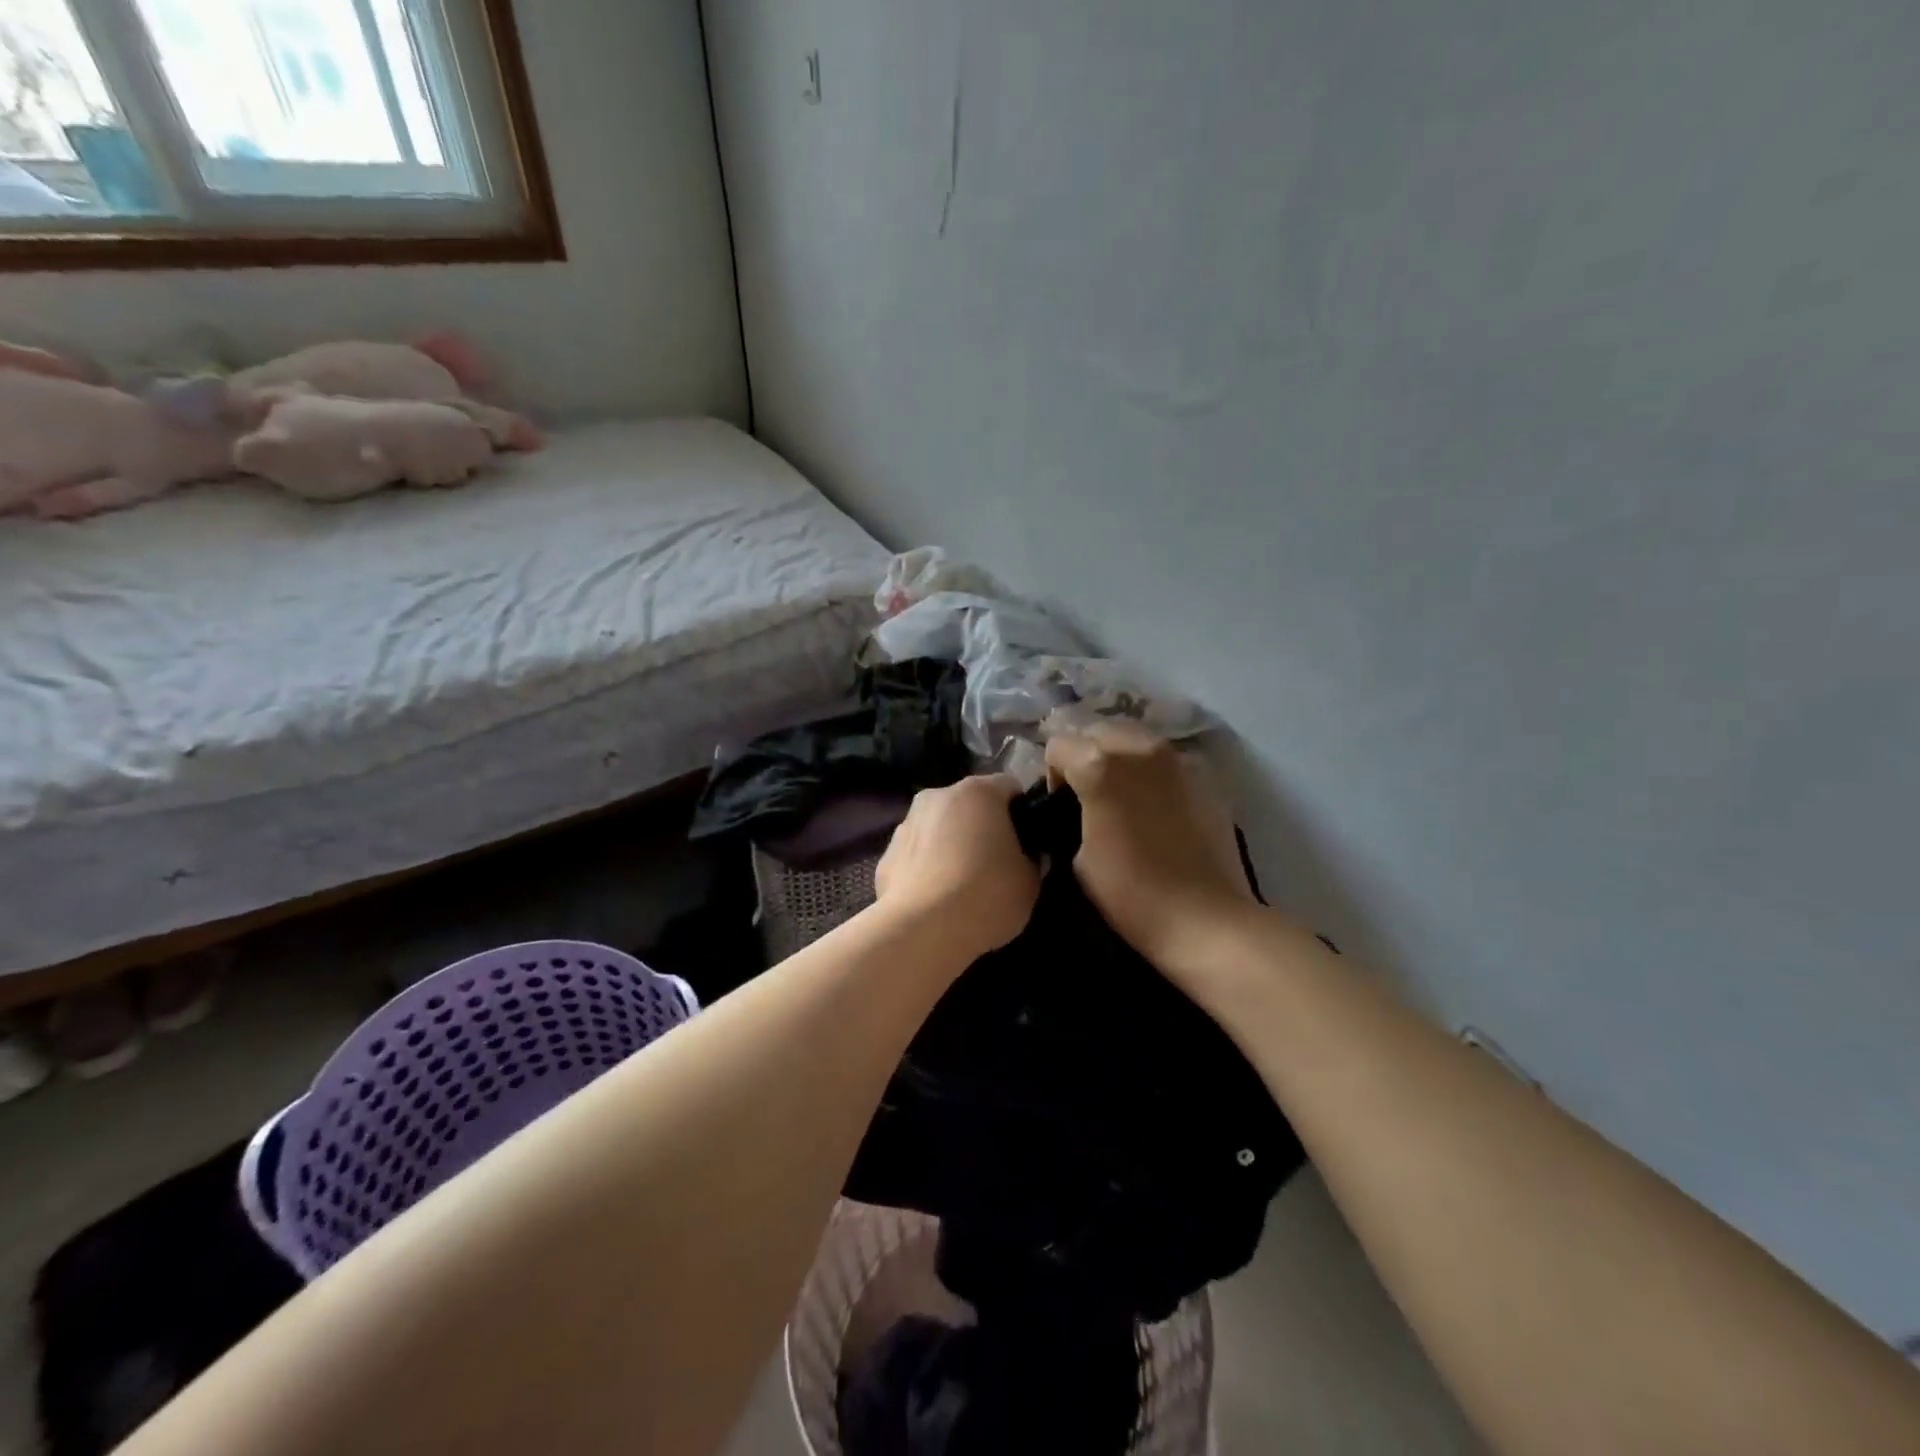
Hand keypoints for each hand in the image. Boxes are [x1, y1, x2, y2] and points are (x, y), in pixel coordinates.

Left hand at [874, 775, 1040, 960]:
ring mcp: (905, 825)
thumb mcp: (1030, 880)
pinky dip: (926, 870)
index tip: (1029, 841)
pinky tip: (935, 901)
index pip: (1010, 787)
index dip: (1023, 812)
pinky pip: (915, 857)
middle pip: (969, 805)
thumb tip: (1022, 857)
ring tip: (962, 887)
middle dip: (983, 828)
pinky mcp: (885, 857)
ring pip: (938, 829)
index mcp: (978, 792)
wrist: (924, 930)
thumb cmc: (987, 895)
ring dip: (950, 846)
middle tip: (997, 864)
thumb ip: (1030, 859)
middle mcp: (937, 797)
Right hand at [1045, 725, 1259, 979]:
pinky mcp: (1203, 775)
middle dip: (1085, 754)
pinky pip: (1164, 758)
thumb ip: (1070, 817)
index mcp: (1099, 766)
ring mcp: (1176, 757)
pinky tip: (1155, 805)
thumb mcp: (1077, 859)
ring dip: (1118, 756)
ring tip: (1122, 795)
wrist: (1206, 919)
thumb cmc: (1132, 895)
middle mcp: (1138, 747)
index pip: (1057, 744)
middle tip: (1088, 795)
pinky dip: (1150, 770)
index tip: (1060, 805)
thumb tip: (1075, 807)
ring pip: (1133, 737)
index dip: (1052, 774)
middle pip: (1096, 730)